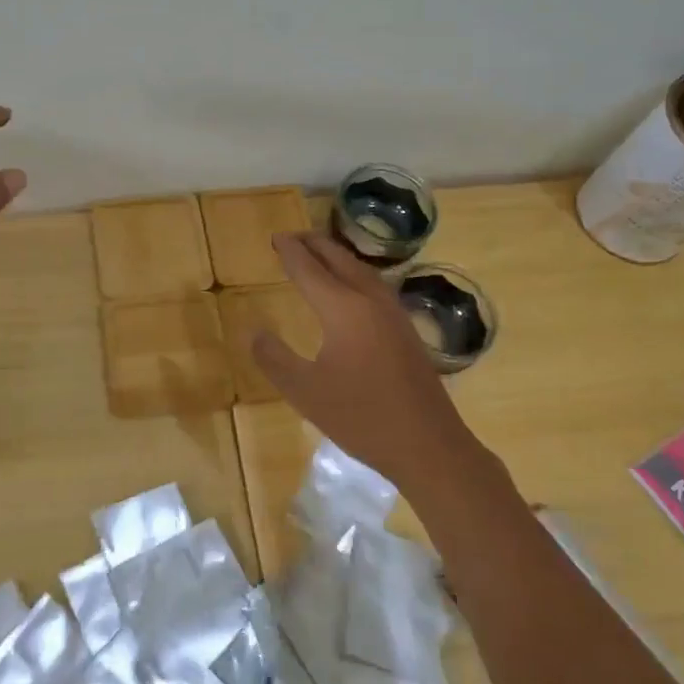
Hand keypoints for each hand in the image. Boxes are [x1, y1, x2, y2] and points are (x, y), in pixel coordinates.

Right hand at [251, 232, 476, 493]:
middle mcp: (370, 301)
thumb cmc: (361, 418)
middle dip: (314, 245)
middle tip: (292, 237)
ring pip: (361, 270)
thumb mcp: (304, 392)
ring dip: (336, 256)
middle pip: (339, 260)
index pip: (310, 270)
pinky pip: (374, 285)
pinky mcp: (406, 330)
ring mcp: (394, 314)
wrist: (429, 446)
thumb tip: (253, 330)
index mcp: (344, 309)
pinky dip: (354, 274)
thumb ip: (274, 358)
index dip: (290, 252)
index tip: (275, 238)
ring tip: (317, 253)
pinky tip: (351, 289)